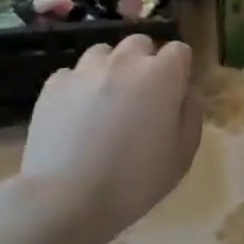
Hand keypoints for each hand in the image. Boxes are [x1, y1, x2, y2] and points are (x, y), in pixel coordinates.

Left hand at [20, 35, 202, 242]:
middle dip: (144, 63)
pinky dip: (78, 89)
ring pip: (103, 54)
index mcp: (161, 75)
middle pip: (140, 44)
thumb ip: (190, 118)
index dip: (179, 71)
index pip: (179, 51)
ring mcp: (85, 70)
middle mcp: (124, 62)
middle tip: (140, 98)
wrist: (65, 199)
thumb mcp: (182, 158)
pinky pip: (72, 75)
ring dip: (110, 70)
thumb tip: (183, 98)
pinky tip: (74, 118)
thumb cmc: (133, 182)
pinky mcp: (53, 85)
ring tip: (104, 103)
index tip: (173, 96)